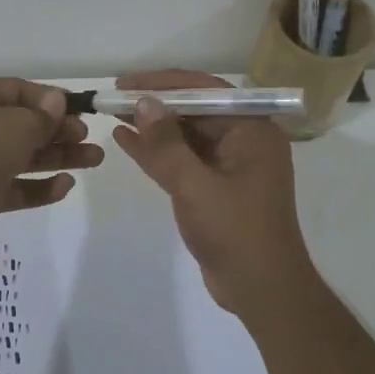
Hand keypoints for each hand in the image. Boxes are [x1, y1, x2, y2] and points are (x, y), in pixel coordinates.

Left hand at [0, 79, 103, 248]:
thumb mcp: (17, 125)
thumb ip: (42, 116)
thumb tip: (57, 101)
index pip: (19, 91)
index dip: (51, 101)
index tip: (80, 112)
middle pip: (24, 125)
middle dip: (60, 132)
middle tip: (88, 138)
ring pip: (24, 156)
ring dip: (58, 158)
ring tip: (95, 160)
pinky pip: (15, 186)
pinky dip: (39, 186)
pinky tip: (66, 186)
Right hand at [110, 70, 315, 315]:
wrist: (261, 290)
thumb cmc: (236, 232)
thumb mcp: (196, 186)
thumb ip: (167, 145)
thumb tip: (143, 103)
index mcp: (252, 130)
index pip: (205, 91)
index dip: (164, 83)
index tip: (127, 83)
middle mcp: (243, 141)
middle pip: (194, 111)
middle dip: (155, 104)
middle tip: (114, 98)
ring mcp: (229, 166)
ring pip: (185, 136)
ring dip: (151, 127)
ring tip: (113, 114)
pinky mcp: (214, 188)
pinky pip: (182, 160)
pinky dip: (156, 152)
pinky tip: (125, 140)